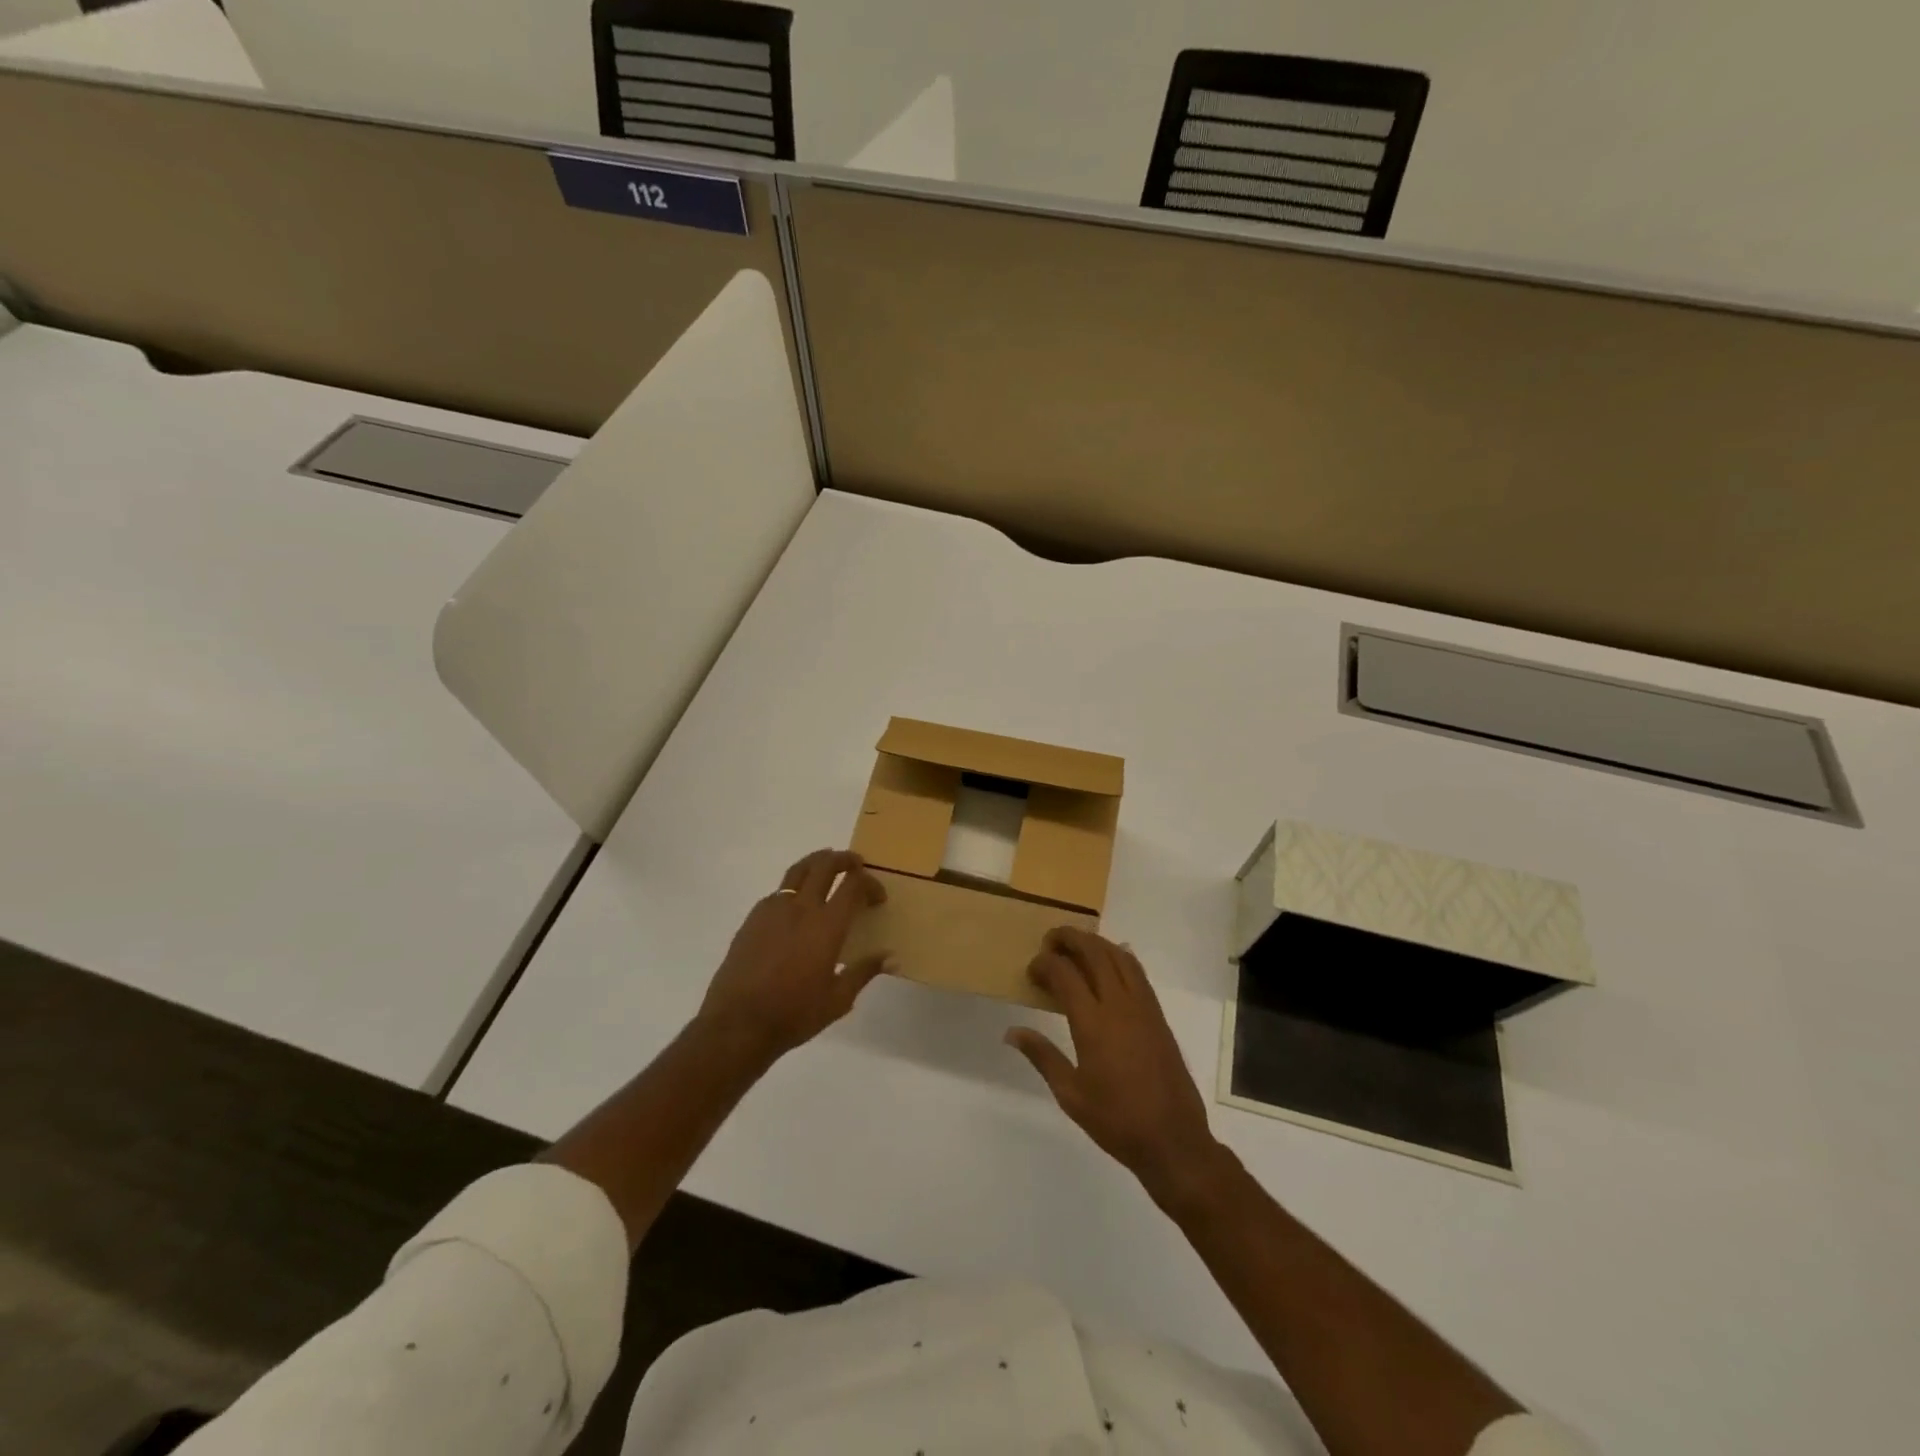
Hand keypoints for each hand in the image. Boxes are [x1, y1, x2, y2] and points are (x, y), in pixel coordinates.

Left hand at [696, 849, 890, 1063]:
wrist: (738, 1024)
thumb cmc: (794, 1014)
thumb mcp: (838, 999)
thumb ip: (864, 972)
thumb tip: (890, 958)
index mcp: (827, 925)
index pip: (854, 885)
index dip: (870, 883)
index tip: (877, 897)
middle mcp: (801, 908)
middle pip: (825, 865)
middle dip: (844, 859)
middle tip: (855, 864)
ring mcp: (773, 909)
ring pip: (798, 870)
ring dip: (817, 863)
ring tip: (826, 868)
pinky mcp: (752, 918)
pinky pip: (778, 891)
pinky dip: (794, 888)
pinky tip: (795, 907)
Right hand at [1006, 928, 1222, 1207]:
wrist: (1173, 1139)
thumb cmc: (1116, 1121)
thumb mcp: (1070, 1095)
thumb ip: (1042, 1056)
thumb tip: (1012, 1032)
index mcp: (1093, 1023)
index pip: (1065, 974)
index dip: (1045, 963)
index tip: (1032, 969)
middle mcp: (1119, 1005)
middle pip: (1094, 952)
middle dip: (1069, 938)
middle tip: (1049, 940)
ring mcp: (1143, 1007)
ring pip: (1118, 956)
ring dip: (1095, 942)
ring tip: (1075, 944)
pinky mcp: (1158, 1014)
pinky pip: (1136, 971)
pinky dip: (1119, 956)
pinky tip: (1109, 961)